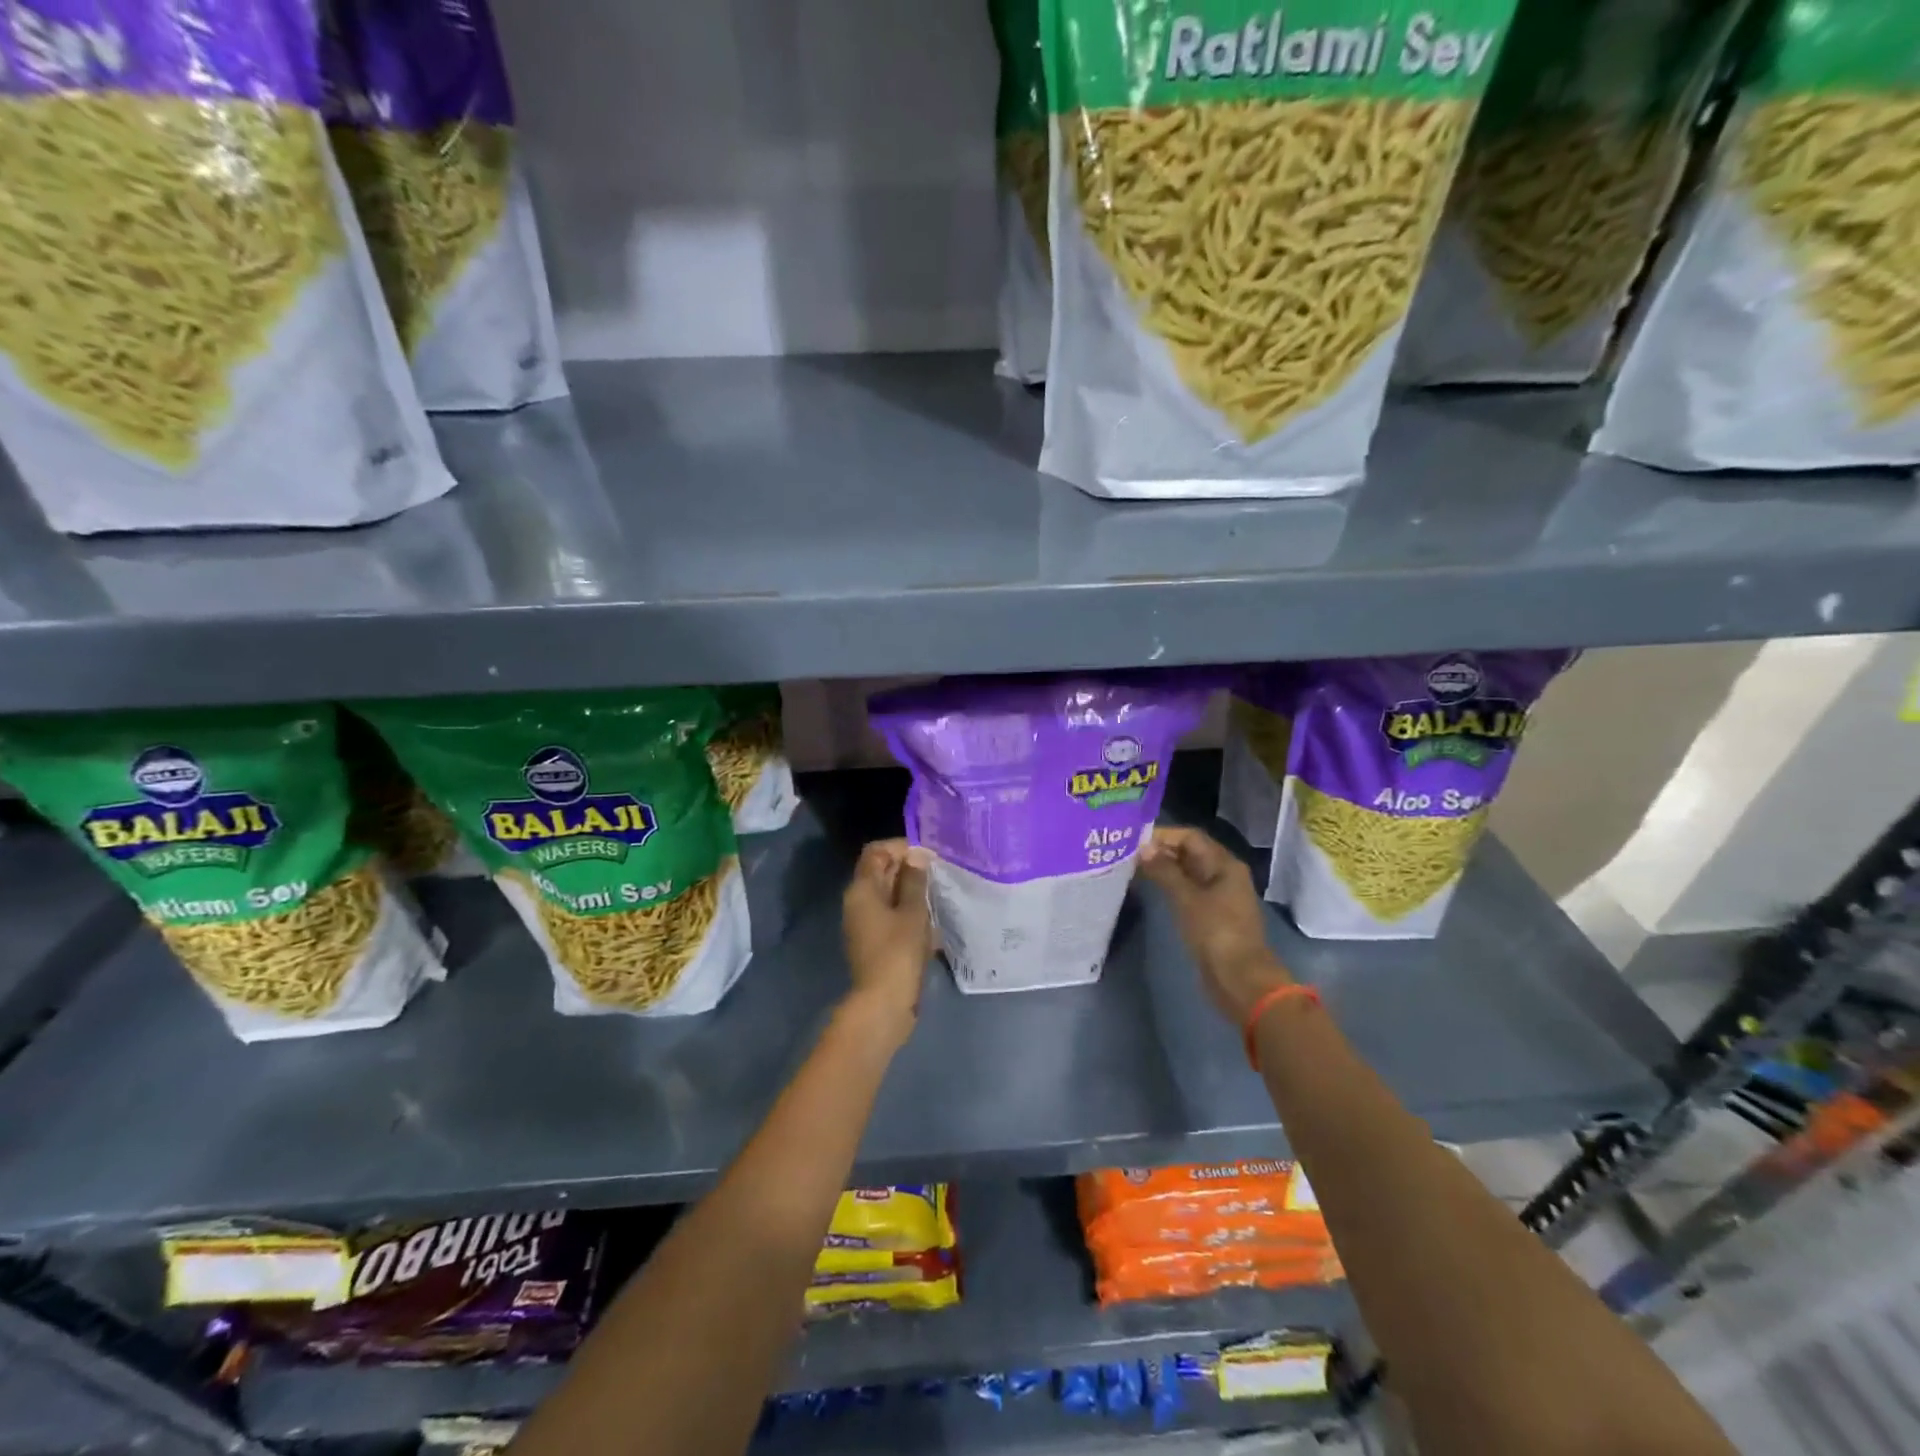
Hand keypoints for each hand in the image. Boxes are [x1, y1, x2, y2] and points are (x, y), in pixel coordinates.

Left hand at [841, 838, 932, 1042]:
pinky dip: (908, 911)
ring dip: (910, 890)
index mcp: (861, 889)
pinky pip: (890, 915)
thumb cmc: (898, 952)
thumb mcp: (913, 911)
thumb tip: (916, 855)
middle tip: (938, 872)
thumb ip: (915, 880)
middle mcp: (857, 902)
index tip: (927, 854)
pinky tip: (930, 919)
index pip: (876, 852)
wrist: (884, 1004)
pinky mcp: (873, 941)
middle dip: (908, 868)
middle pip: (879, 872)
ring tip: (938, 893)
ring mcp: (863, 923)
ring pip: (887, 894)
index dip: (900, 847)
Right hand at [1139, 826, 1291, 1024]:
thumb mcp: (1186, 898)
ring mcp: (1218, 896)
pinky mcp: (1210, 915)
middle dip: (1160, 851)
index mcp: (1224, 864)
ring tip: (1131, 869)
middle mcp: (1223, 875)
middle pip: (1189, 853)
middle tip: (1126, 853)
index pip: (1190, 837)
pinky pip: (1187, 892)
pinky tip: (1147, 889)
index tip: (1133, 839)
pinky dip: (1168, 887)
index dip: (1163, 835)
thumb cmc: (1215, 932)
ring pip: (1186, 873)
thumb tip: (1142, 848)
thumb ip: (1164, 870)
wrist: (1239, 979)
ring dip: (1162, 869)